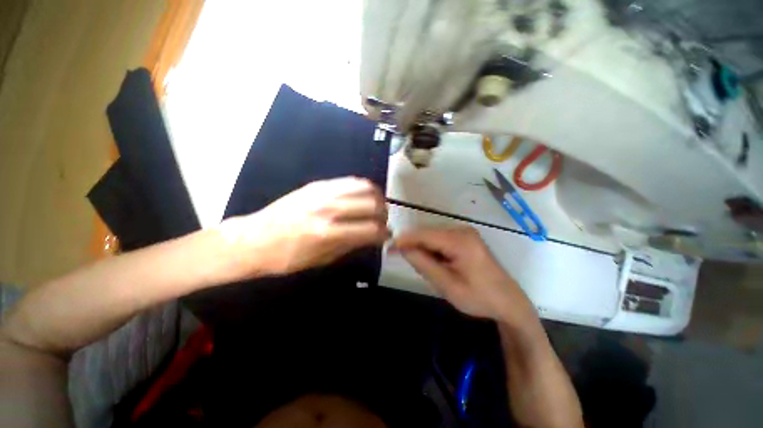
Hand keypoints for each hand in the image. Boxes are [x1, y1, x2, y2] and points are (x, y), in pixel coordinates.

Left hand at [221, 177, 388, 275]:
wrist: (254, 239)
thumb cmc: (287, 258)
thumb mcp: (323, 259)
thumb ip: (352, 244)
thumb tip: (373, 236)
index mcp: (329, 233)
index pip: (371, 229)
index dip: (384, 233)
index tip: (386, 236)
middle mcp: (329, 209)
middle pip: (373, 204)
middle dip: (384, 214)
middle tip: (381, 221)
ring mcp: (323, 192)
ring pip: (365, 186)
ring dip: (376, 197)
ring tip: (375, 206)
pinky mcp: (318, 184)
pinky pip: (350, 180)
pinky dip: (363, 188)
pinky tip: (362, 196)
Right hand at [390, 227, 535, 324]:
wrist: (509, 301)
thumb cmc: (479, 298)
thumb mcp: (447, 285)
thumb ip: (423, 264)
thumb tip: (402, 248)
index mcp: (460, 241)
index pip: (424, 234)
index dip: (404, 239)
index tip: (388, 247)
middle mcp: (462, 230)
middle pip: (427, 233)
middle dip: (412, 244)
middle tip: (399, 257)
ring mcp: (465, 232)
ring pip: (432, 235)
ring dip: (422, 247)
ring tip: (420, 265)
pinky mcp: (465, 237)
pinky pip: (441, 238)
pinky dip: (432, 248)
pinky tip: (434, 262)